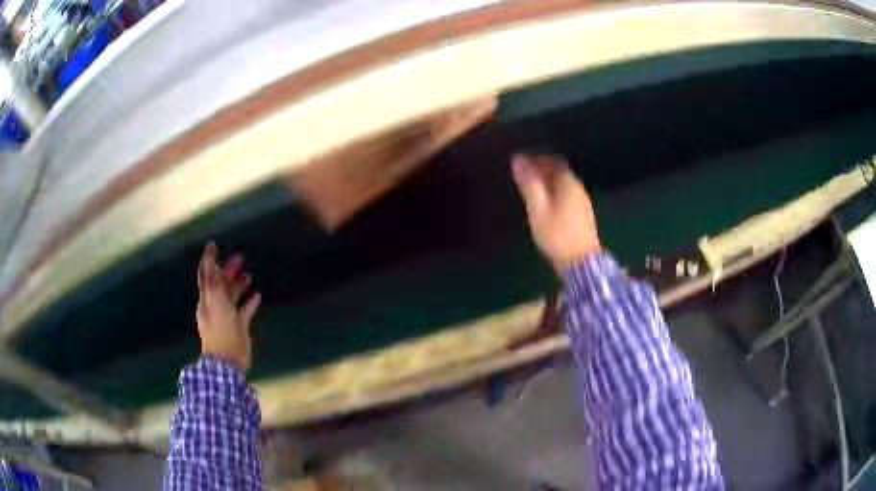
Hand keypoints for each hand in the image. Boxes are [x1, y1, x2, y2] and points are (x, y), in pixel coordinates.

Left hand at [196, 243, 261, 371]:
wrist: (227, 359)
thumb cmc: (219, 328)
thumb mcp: (214, 300)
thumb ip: (212, 279)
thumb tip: (208, 258)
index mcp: (207, 298)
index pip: (206, 274)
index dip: (209, 259)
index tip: (214, 244)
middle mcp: (216, 304)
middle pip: (221, 283)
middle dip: (228, 269)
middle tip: (240, 256)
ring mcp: (227, 316)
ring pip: (233, 295)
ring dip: (239, 284)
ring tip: (248, 274)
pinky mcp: (239, 326)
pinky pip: (244, 310)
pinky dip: (250, 301)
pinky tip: (257, 294)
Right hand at [511, 153, 600, 274]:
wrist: (581, 263)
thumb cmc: (557, 234)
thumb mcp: (538, 209)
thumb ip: (529, 184)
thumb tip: (518, 159)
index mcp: (568, 182)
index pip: (551, 160)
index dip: (535, 158)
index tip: (519, 160)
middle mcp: (578, 188)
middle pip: (558, 171)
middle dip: (541, 168)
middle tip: (522, 173)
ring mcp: (582, 202)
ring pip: (563, 183)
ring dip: (547, 181)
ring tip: (530, 187)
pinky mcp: (582, 215)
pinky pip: (566, 195)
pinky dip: (554, 192)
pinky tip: (545, 202)